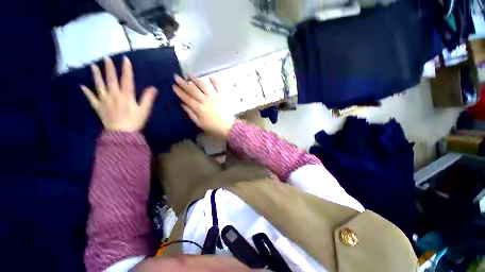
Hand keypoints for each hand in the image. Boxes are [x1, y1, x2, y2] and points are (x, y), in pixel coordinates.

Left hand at [81, 56, 157, 131]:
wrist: (122, 134)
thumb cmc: (135, 122)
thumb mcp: (145, 110)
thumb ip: (148, 98)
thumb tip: (153, 88)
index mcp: (126, 96)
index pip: (127, 79)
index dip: (126, 69)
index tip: (125, 59)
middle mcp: (114, 95)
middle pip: (111, 79)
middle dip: (109, 68)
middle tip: (106, 57)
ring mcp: (104, 101)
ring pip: (99, 86)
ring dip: (96, 76)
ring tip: (93, 66)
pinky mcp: (99, 107)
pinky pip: (91, 98)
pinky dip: (86, 92)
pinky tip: (82, 86)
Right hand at [173, 75, 235, 138]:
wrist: (228, 127)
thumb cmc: (213, 127)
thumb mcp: (200, 124)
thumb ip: (191, 114)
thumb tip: (183, 104)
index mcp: (199, 109)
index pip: (187, 98)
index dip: (180, 92)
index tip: (174, 86)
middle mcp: (205, 101)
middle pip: (193, 90)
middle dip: (184, 83)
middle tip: (176, 77)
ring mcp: (214, 97)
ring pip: (203, 86)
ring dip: (195, 79)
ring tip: (189, 74)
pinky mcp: (222, 96)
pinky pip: (218, 86)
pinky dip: (214, 81)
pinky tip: (209, 76)